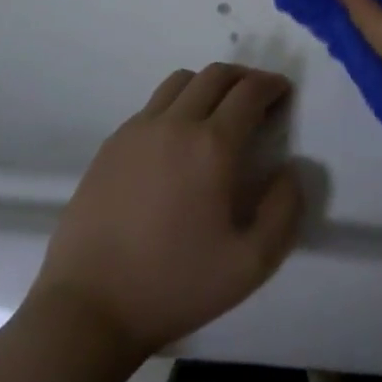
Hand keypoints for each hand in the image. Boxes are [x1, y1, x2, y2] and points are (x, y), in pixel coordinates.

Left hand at [32, 64, 304, 359]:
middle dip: (244, 77)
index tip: (283, 92)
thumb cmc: (176, 286)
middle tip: (258, 96)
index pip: (249, 91)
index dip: (272, 84)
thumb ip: (284, 211)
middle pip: (216, 75)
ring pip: (180, 81)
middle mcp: (175, 123)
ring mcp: (137, 130)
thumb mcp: (251, 264)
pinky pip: (152, 104)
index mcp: (212, 146)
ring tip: (219, 110)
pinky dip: (177, 103)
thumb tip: (290, 170)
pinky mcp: (111, 144)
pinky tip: (178, 137)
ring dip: (208, 84)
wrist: (90, 307)